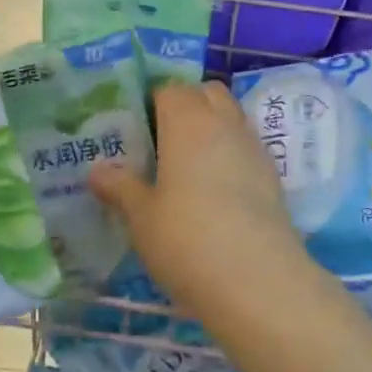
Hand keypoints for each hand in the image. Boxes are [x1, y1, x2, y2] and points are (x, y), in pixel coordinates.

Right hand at [88, 80, 311, 321]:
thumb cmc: (187, 240)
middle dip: (186, 104)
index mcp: (188, 122)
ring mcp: (254, 148)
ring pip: (232, 116)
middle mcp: (224, 123)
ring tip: (188, 164)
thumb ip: (120, 187)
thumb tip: (97, 170)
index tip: (136, 128)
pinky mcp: (273, 176)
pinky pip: (247, 146)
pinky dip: (231, 153)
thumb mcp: (142, 218)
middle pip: (207, 93)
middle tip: (162, 139)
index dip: (152, 101)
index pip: (170, 89)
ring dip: (212, 126)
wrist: (258, 281)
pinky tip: (216, 188)